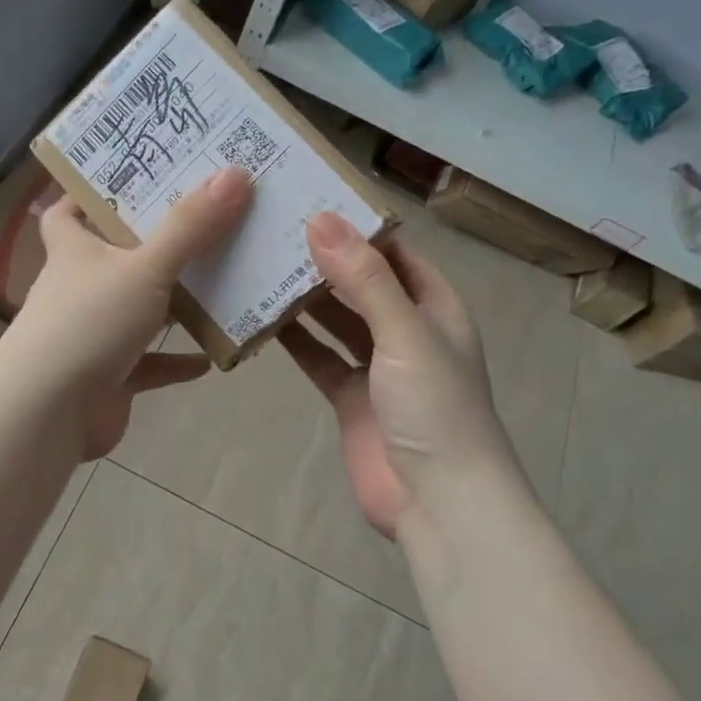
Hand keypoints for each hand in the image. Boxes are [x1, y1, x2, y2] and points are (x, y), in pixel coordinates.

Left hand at [0, 165, 253, 459]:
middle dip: (153, 241)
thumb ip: (189, 227)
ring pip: (137, 309)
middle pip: (115, 255)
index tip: (132, 177)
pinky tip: (211, 358)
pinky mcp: (109, 376)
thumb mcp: (144, 267)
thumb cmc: (88, 324)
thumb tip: (235, 173)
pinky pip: (149, 364)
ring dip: (172, 302)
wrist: (47, 414)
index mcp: (74, 250)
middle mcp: (80, 287)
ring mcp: (93, 334)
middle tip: (203, 218)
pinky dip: (176, 361)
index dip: (91, 191)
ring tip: (220, 281)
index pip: (68, 210)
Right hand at [279, 213, 513, 540]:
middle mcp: (406, 330)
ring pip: (337, 319)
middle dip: (324, 258)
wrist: (439, 502)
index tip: (309, 198)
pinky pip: (320, 358)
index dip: (357, 225)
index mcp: (433, 306)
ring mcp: (377, 366)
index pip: (394, 251)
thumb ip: (363, 278)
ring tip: (261, 264)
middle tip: (272, 228)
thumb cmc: (435, 408)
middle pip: (362, 282)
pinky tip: (262, 319)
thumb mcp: (404, 333)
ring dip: (306, 298)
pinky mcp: (351, 397)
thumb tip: (320, 219)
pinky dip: (296, 340)